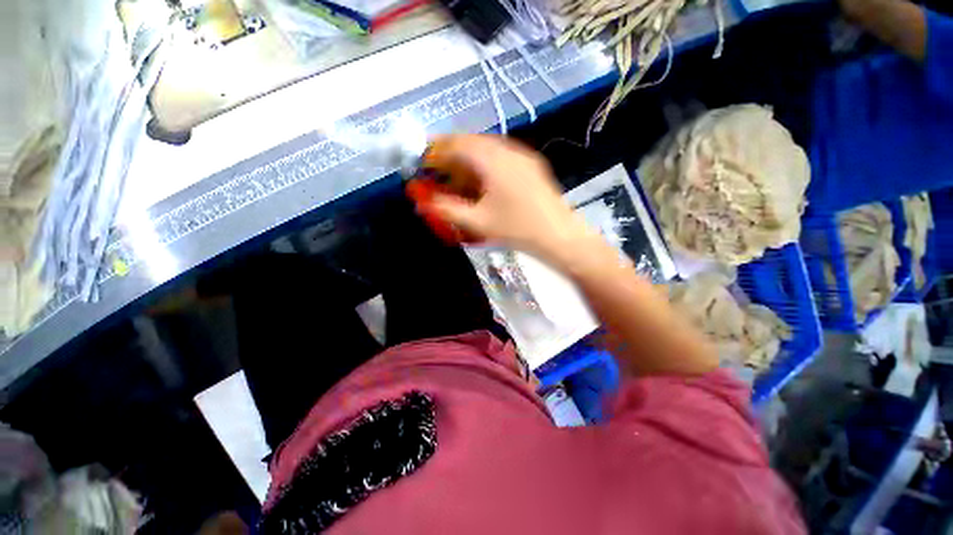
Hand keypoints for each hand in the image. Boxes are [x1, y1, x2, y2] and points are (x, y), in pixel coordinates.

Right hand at [417, 134, 597, 265]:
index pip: (457, 143)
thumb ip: (447, 210)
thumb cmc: (517, 229)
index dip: (436, 150)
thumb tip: (424, 204)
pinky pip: (501, 156)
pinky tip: (484, 182)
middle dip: (451, 155)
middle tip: (439, 171)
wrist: (559, 236)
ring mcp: (523, 156)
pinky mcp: (532, 165)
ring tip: (459, 177)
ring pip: (487, 149)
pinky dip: (485, 164)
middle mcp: (508, 150)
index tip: (424, 162)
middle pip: (472, 142)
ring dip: (469, 159)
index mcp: (492, 159)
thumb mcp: (478, 222)